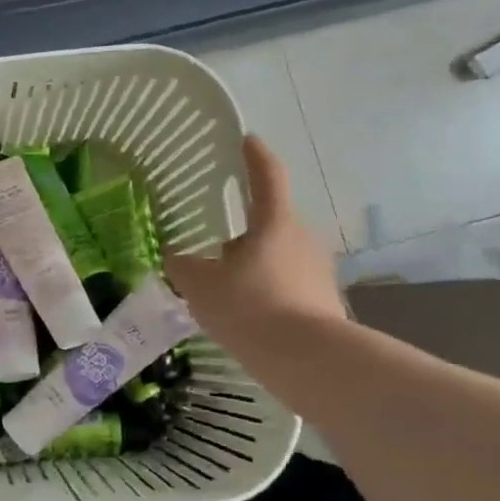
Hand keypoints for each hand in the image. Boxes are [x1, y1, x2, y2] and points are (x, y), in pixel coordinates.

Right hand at [166, 134, 346, 347]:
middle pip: (270, 222)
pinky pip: (288, 284)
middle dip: (244, 230)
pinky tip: (247, 315)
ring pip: (278, 255)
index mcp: (274, 223)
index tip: (247, 140)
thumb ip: (183, 266)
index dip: (255, 155)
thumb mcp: (201, 287)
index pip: (267, 176)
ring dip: (254, 263)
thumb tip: (175, 255)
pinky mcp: (324, 300)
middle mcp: (301, 238)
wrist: (309, 361)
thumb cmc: (250, 308)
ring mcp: (317, 270)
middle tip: (215, 244)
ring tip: (226, 288)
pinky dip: (267, 290)